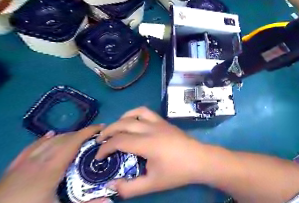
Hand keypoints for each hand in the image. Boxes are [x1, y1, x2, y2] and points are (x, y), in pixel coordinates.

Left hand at [0, 125, 106, 202]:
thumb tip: (110, 199)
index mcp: (52, 168)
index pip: (74, 141)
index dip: (89, 131)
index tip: (103, 128)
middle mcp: (39, 160)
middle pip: (64, 139)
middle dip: (82, 133)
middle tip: (97, 136)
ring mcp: (24, 163)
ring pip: (50, 141)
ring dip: (67, 136)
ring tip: (80, 137)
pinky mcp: (13, 168)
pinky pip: (31, 147)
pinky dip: (44, 139)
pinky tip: (50, 135)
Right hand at [94, 107, 208, 198]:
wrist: (200, 159)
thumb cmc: (177, 172)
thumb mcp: (152, 184)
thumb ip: (129, 188)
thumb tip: (111, 184)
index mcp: (147, 144)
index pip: (119, 141)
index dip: (105, 148)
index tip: (98, 157)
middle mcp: (152, 129)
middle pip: (124, 123)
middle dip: (108, 131)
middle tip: (100, 141)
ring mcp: (160, 123)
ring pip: (137, 112)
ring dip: (123, 118)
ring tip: (116, 128)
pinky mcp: (166, 122)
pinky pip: (148, 112)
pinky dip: (136, 114)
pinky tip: (135, 123)